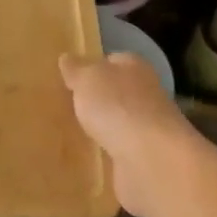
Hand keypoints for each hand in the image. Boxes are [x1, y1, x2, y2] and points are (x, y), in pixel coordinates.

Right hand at [59, 52, 194, 216]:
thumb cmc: (117, 106)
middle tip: (66, 106)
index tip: (70, 78)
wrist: (150, 158)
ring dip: (102, 128)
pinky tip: (88, 157)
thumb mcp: (87, 79)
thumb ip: (76, 69)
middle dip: (96, 99)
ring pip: (118, 122)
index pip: (112, 60)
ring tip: (72, 133)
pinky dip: (107, 153)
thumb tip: (67, 58)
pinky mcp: (145, 157)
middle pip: (116, 92)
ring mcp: (147, 127)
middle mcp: (146, 93)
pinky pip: (120, 151)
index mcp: (134, 66)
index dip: (92, 66)